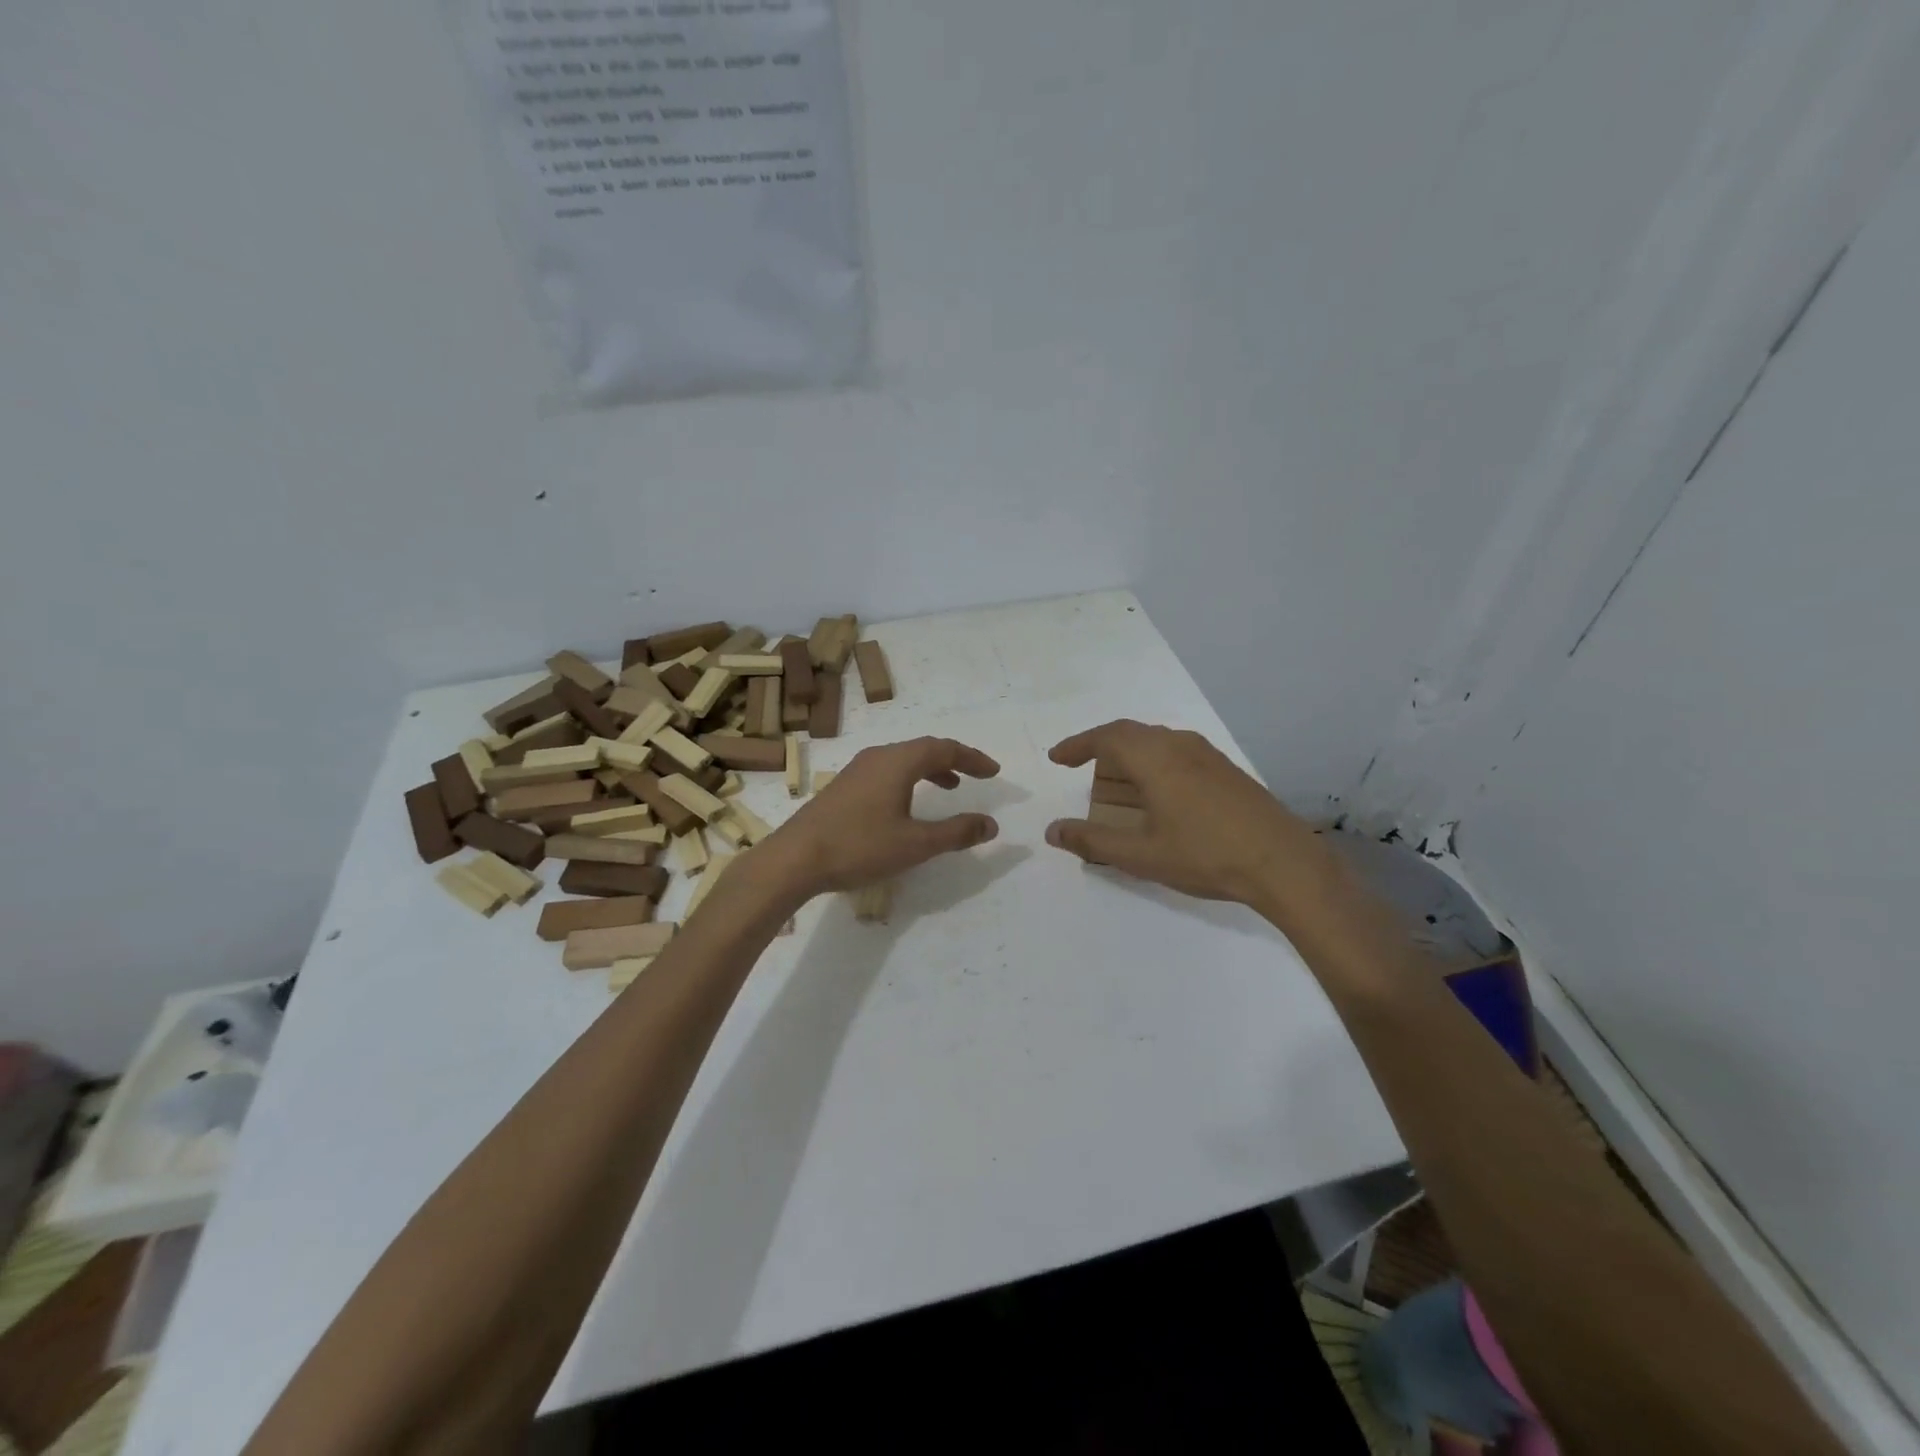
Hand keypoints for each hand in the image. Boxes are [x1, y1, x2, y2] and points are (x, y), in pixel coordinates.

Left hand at [764, 737, 1000, 897]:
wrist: (794, 859)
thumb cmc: (859, 847)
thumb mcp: (915, 844)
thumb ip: (956, 832)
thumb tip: (991, 824)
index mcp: (898, 762)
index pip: (945, 748)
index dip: (973, 758)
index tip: (994, 771)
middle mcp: (878, 757)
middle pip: (923, 748)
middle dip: (953, 760)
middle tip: (976, 776)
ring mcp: (857, 770)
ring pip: (903, 759)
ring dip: (930, 769)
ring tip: (949, 787)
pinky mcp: (844, 786)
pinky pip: (887, 771)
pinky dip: (909, 779)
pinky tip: (907, 804)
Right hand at [1045, 720, 1338, 919]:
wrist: (1284, 863)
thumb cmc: (1206, 855)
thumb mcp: (1142, 854)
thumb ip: (1093, 841)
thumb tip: (1053, 831)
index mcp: (1156, 758)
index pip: (1106, 737)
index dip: (1077, 745)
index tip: (1056, 758)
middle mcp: (1180, 745)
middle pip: (1131, 732)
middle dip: (1100, 745)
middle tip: (1079, 764)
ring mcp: (1208, 755)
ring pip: (1157, 739)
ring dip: (1129, 752)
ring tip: (1115, 778)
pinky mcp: (1227, 769)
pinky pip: (1177, 750)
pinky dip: (1153, 760)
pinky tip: (1157, 790)